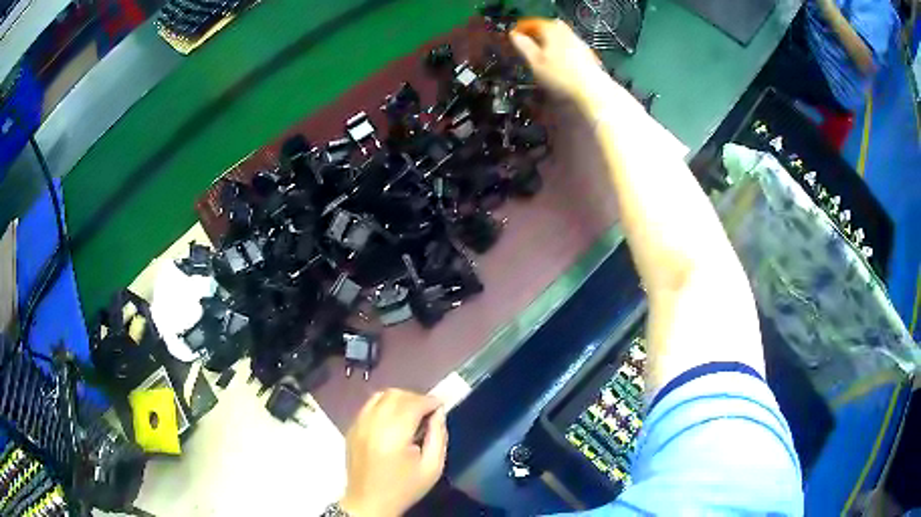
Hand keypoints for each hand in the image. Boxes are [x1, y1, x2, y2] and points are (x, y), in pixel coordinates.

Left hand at [340, 389, 447, 516]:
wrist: (369, 503)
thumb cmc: (404, 488)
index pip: (413, 403)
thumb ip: (438, 436)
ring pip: (380, 396)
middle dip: (416, 398)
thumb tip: (439, 413)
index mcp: (393, 435)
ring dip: (399, 399)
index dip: (430, 401)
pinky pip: (369, 406)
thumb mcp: (432, 468)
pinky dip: (384, 405)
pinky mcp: (352, 428)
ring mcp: (359, 424)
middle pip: (395, 395)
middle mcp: (372, 424)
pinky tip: (393, 420)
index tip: (441, 405)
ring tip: (412, 414)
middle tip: (428, 411)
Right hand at [509, 18, 605, 103]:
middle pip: (548, 27)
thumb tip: (515, 36)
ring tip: (541, 54)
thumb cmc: (563, 77)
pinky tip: (558, 63)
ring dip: (549, 41)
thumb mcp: (535, 62)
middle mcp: (567, 33)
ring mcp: (579, 43)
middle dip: (537, 33)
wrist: (591, 91)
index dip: (521, 29)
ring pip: (560, 36)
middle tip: (527, 42)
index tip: (514, 36)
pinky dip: (560, 50)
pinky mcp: (587, 54)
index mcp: (552, 30)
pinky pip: (569, 46)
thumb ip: (523, 46)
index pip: (532, 23)